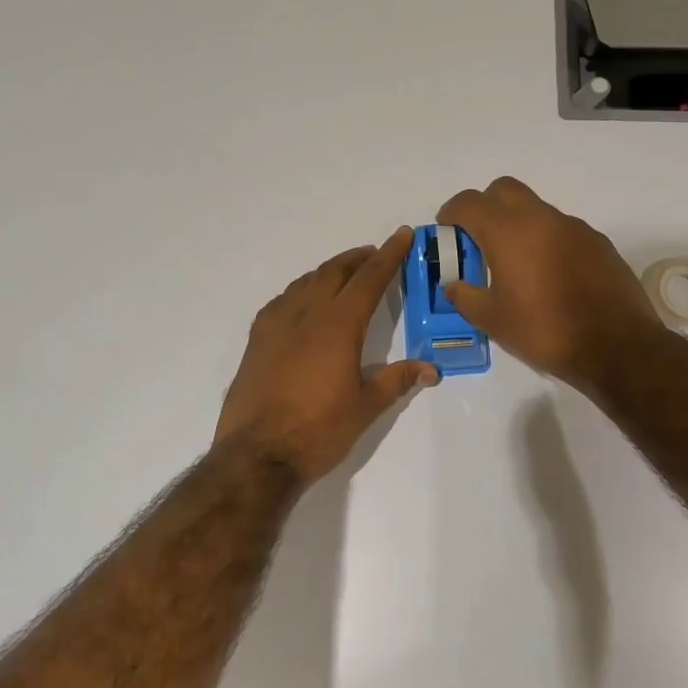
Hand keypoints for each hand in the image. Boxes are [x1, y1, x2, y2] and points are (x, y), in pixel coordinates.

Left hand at [215, 228, 439, 485]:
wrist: (257, 454)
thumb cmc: (319, 430)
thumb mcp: (365, 407)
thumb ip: (396, 380)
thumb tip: (431, 369)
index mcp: (338, 326)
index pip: (369, 279)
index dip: (388, 255)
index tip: (402, 234)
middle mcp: (306, 315)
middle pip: (334, 273)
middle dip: (357, 259)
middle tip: (375, 254)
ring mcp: (276, 326)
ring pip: (305, 283)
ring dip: (328, 272)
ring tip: (343, 274)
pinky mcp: (256, 342)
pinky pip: (281, 302)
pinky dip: (300, 292)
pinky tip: (301, 303)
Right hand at [436, 177, 660, 389]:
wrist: (615, 345)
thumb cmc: (545, 331)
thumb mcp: (493, 321)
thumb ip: (466, 297)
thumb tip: (454, 285)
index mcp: (509, 232)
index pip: (470, 203)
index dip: (452, 212)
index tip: (446, 228)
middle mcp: (542, 218)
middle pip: (505, 190)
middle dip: (486, 205)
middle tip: (478, 237)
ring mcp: (574, 227)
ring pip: (536, 209)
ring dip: (519, 224)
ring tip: (515, 263)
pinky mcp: (598, 242)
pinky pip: (562, 229)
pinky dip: (546, 240)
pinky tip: (549, 275)